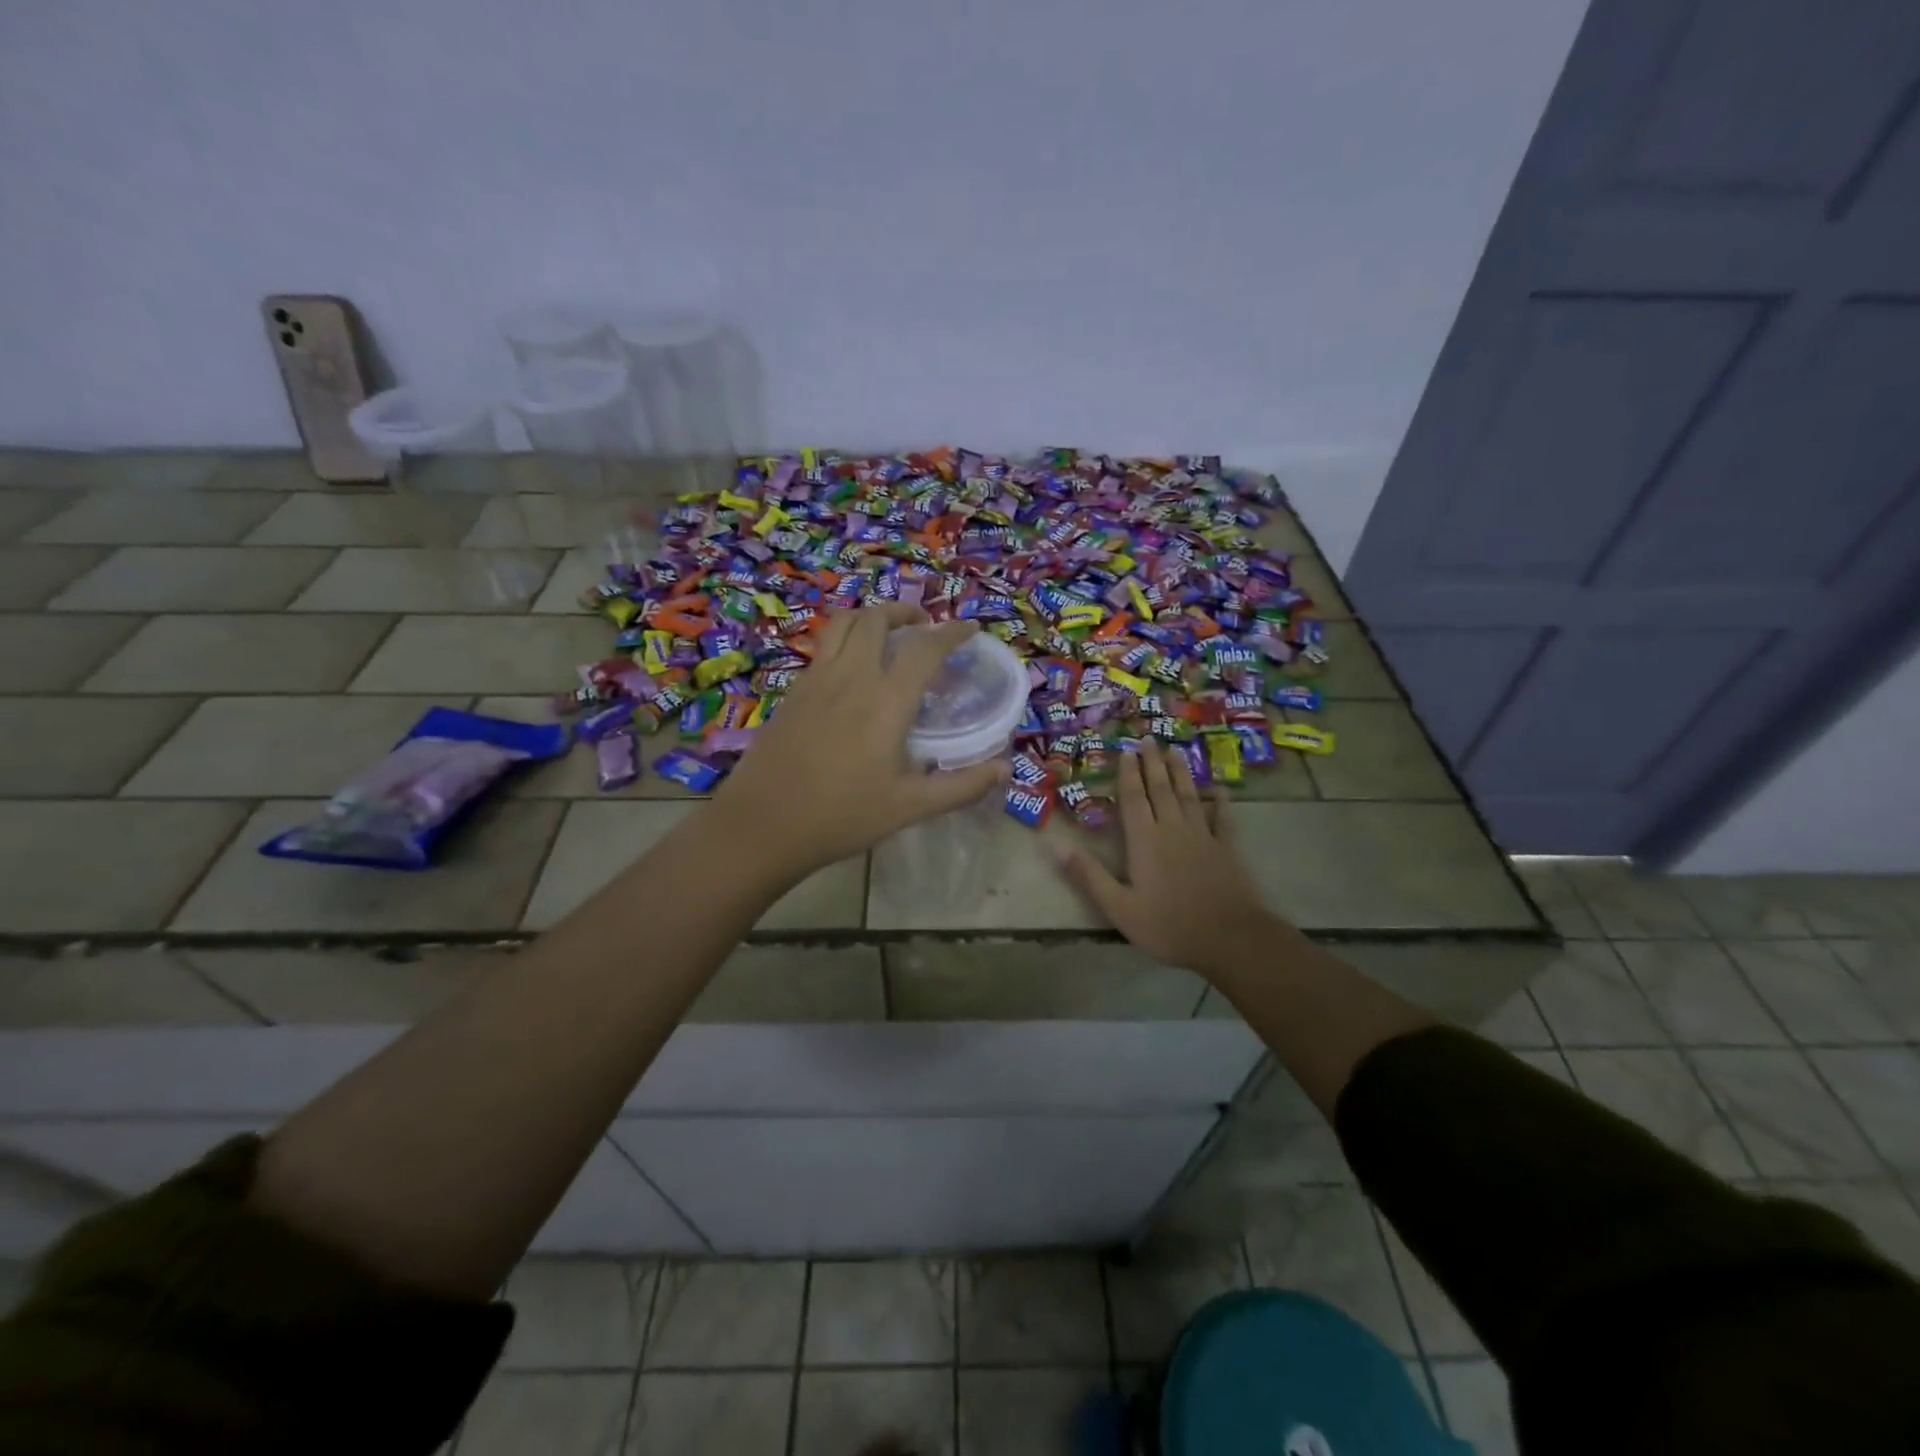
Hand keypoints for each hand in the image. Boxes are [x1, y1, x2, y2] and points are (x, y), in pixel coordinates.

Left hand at [711, 604, 1007, 881]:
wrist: (763, 825)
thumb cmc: (842, 816)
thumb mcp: (910, 807)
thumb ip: (961, 786)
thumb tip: (1005, 769)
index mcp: (886, 701)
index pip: (925, 649)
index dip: (952, 632)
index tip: (970, 628)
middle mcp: (851, 677)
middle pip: (876, 619)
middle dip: (905, 612)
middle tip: (923, 624)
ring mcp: (815, 680)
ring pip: (843, 624)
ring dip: (870, 616)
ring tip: (886, 631)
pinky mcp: (793, 692)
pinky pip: (823, 647)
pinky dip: (844, 639)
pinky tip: (850, 667)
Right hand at [1059, 740, 1285, 979]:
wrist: (1229, 939)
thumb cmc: (1168, 925)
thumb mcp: (1119, 907)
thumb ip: (1088, 875)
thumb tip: (1056, 846)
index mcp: (1144, 841)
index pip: (1134, 799)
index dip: (1129, 774)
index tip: (1127, 751)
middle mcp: (1173, 829)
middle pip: (1161, 789)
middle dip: (1153, 763)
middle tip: (1149, 738)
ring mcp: (1203, 836)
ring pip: (1189, 796)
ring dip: (1181, 773)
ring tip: (1175, 751)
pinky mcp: (1226, 849)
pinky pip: (1223, 819)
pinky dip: (1221, 802)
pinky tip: (1221, 789)